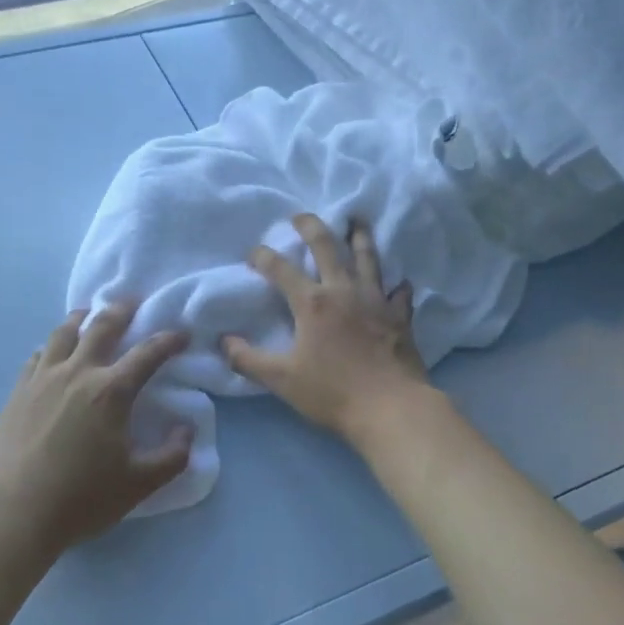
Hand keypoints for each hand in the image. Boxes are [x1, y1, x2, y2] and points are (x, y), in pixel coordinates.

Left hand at [0, 302, 192, 552]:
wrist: (13, 510)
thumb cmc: (81, 498)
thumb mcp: (139, 484)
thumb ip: (172, 457)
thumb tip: (187, 431)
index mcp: (111, 391)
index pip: (147, 354)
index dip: (168, 340)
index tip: (182, 333)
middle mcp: (78, 373)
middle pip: (101, 327)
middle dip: (121, 311)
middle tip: (132, 302)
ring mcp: (43, 378)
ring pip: (63, 333)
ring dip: (81, 318)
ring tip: (88, 313)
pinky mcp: (18, 391)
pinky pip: (37, 356)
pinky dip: (50, 346)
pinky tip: (51, 351)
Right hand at [221, 213, 431, 445]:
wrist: (391, 408)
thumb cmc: (333, 392)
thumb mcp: (281, 379)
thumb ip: (248, 359)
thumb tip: (223, 341)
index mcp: (312, 302)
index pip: (281, 269)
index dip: (263, 257)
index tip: (254, 252)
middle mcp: (343, 291)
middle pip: (327, 247)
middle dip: (311, 227)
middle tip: (301, 216)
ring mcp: (376, 300)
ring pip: (367, 258)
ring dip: (360, 237)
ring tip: (357, 221)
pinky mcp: (400, 317)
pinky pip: (399, 294)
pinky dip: (397, 286)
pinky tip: (399, 282)